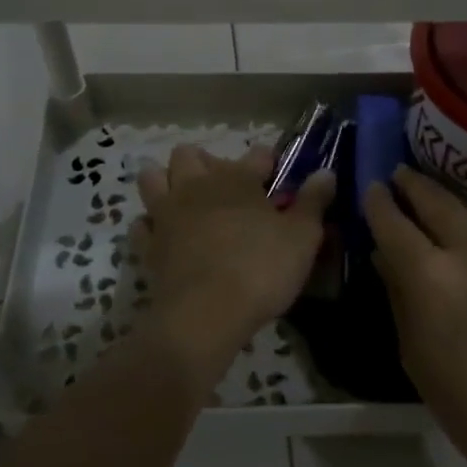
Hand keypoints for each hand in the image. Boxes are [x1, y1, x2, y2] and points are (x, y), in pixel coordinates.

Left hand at [137, 145, 334, 379]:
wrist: (206, 312)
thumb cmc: (261, 269)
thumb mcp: (302, 237)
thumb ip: (313, 202)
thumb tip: (326, 172)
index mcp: (237, 179)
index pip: (255, 155)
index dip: (266, 161)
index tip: (275, 172)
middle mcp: (197, 186)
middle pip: (190, 154)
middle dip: (205, 161)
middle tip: (224, 186)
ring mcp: (167, 213)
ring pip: (153, 177)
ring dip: (166, 181)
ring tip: (184, 198)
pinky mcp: (148, 244)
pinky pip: (141, 224)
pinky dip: (150, 225)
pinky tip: (163, 234)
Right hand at [364, 167, 466, 466]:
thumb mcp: (417, 356)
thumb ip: (400, 298)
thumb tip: (386, 259)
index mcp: (430, 276)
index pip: (394, 222)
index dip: (378, 203)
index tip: (371, 188)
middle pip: (437, 201)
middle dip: (415, 184)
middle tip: (400, 174)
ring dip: (448, 208)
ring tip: (435, 208)